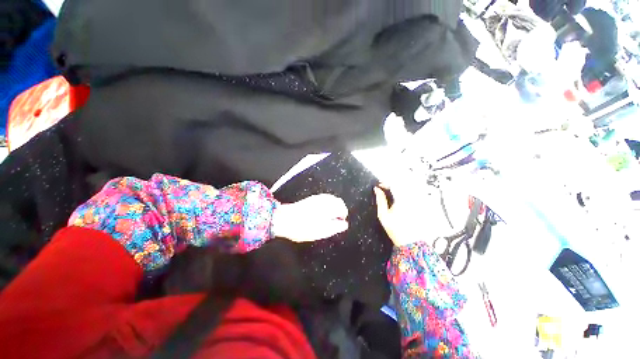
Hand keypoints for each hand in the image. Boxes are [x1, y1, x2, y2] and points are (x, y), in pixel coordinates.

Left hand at [273, 194, 348, 242]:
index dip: (343, 215)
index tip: (341, 222)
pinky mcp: (311, 198)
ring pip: (331, 199)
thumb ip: (335, 227)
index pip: (342, 208)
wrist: (285, 219)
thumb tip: (344, 224)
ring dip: (334, 206)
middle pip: (338, 201)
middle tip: (337, 219)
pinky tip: (322, 210)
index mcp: (329, 207)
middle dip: (340, 209)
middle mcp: (324, 200)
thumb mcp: (321, 231)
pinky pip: (324, 198)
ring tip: (330, 216)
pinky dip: (327, 203)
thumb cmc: (303, 227)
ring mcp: (317, 198)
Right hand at [374, 181, 449, 246]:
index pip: (394, 184)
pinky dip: (407, 191)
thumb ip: (380, 200)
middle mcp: (412, 198)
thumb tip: (376, 189)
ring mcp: (419, 201)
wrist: (410, 242)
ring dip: (400, 186)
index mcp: (402, 200)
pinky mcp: (422, 205)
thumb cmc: (394, 229)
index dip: (385, 182)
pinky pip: (415, 193)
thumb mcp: (383, 215)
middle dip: (393, 182)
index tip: (379, 185)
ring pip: (410, 186)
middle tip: (385, 187)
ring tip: (392, 190)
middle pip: (403, 183)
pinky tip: (401, 196)